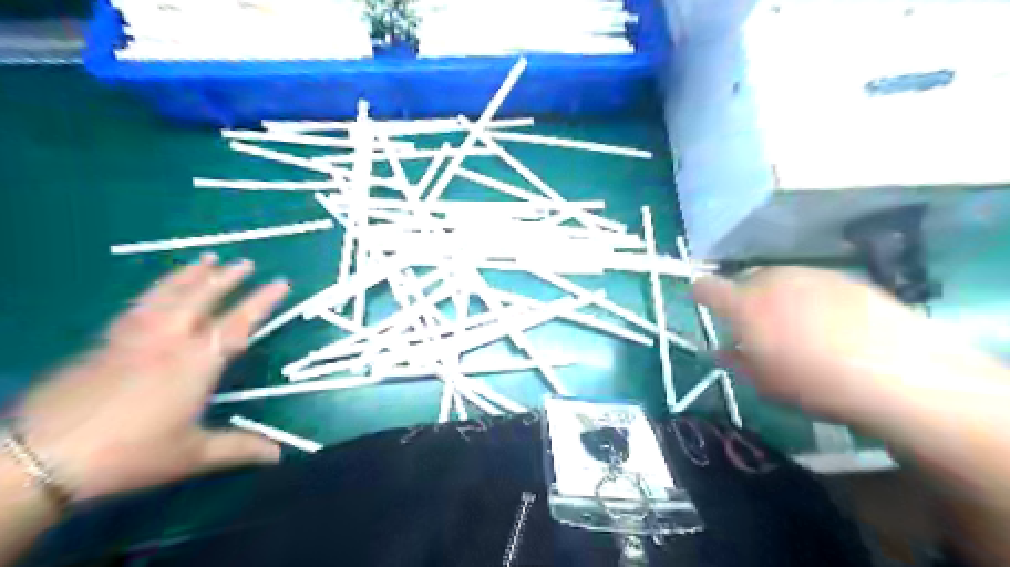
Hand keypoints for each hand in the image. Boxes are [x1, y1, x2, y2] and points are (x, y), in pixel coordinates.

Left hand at [14, 255, 290, 503]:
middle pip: (200, 299)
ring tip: (206, 259)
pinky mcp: (102, 344)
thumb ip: (238, 448)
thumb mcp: (191, 455)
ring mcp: (132, 339)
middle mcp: (167, 341)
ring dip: (189, 275)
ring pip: (166, 296)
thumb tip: (280, 454)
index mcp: (195, 363)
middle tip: (245, 262)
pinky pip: (137, 306)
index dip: (262, 301)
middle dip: (226, 278)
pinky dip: (155, 291)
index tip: (281, 282)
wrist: (38, 459)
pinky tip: (159, 289)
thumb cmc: (128, 455)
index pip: (237, 324)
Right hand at [694, 265, 1009, 566]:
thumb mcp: (764, 384)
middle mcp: (770, 281)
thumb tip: (720, 351)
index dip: (700, 294)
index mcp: (743, 306)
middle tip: (759, 329)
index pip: (706, 287)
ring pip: (778, 280)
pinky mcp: (842, 277)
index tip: (700, 302)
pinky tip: (832, 324)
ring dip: (777, 298)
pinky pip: (812, 283)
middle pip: (745, 282)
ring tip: (798, 328)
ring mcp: (808, 275)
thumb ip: (735, 361)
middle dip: (745, 301)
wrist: (896, 373)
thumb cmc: (814, 385)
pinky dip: (810, 298)